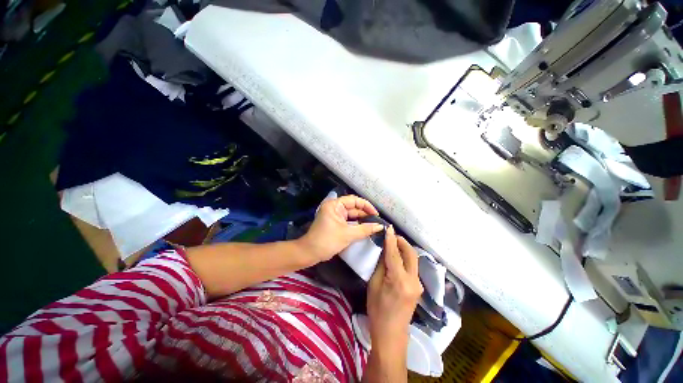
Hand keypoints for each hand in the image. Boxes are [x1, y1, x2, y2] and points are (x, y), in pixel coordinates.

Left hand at [299, 195, 384, 262]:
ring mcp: (335, 215)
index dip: (366, 206)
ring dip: (361, 220)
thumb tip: (380, 226)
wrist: (310, 253)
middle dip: (365, 214)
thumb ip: (365, 229)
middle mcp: (334, 207)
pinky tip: (365, 228)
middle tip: (377, 221)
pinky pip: (348, 221)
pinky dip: (356, 224)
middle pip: (353, 207)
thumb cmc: (327, 241)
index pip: (354, 200)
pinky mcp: (335, 223)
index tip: (376, 214)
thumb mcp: (348, 235)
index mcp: (334, 205)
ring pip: (351, 215)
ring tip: (374, 225)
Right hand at [367, 226, 422, 349]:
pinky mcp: (418, 287)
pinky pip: (412, 267)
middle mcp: (413, 280)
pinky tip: (397, 257)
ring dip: (404, 249)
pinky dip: (405, 258)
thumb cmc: (378, 310)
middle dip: (402, 242)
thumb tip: (384, 250)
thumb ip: (381, 265)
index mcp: (399, 280)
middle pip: (411, 253)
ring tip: (393, 244)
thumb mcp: (374, 285)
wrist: (391, 334)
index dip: (391, 239)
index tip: (388, 228)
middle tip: (392, 236)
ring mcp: (418, 284)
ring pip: (413, 259)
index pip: (394, 253)